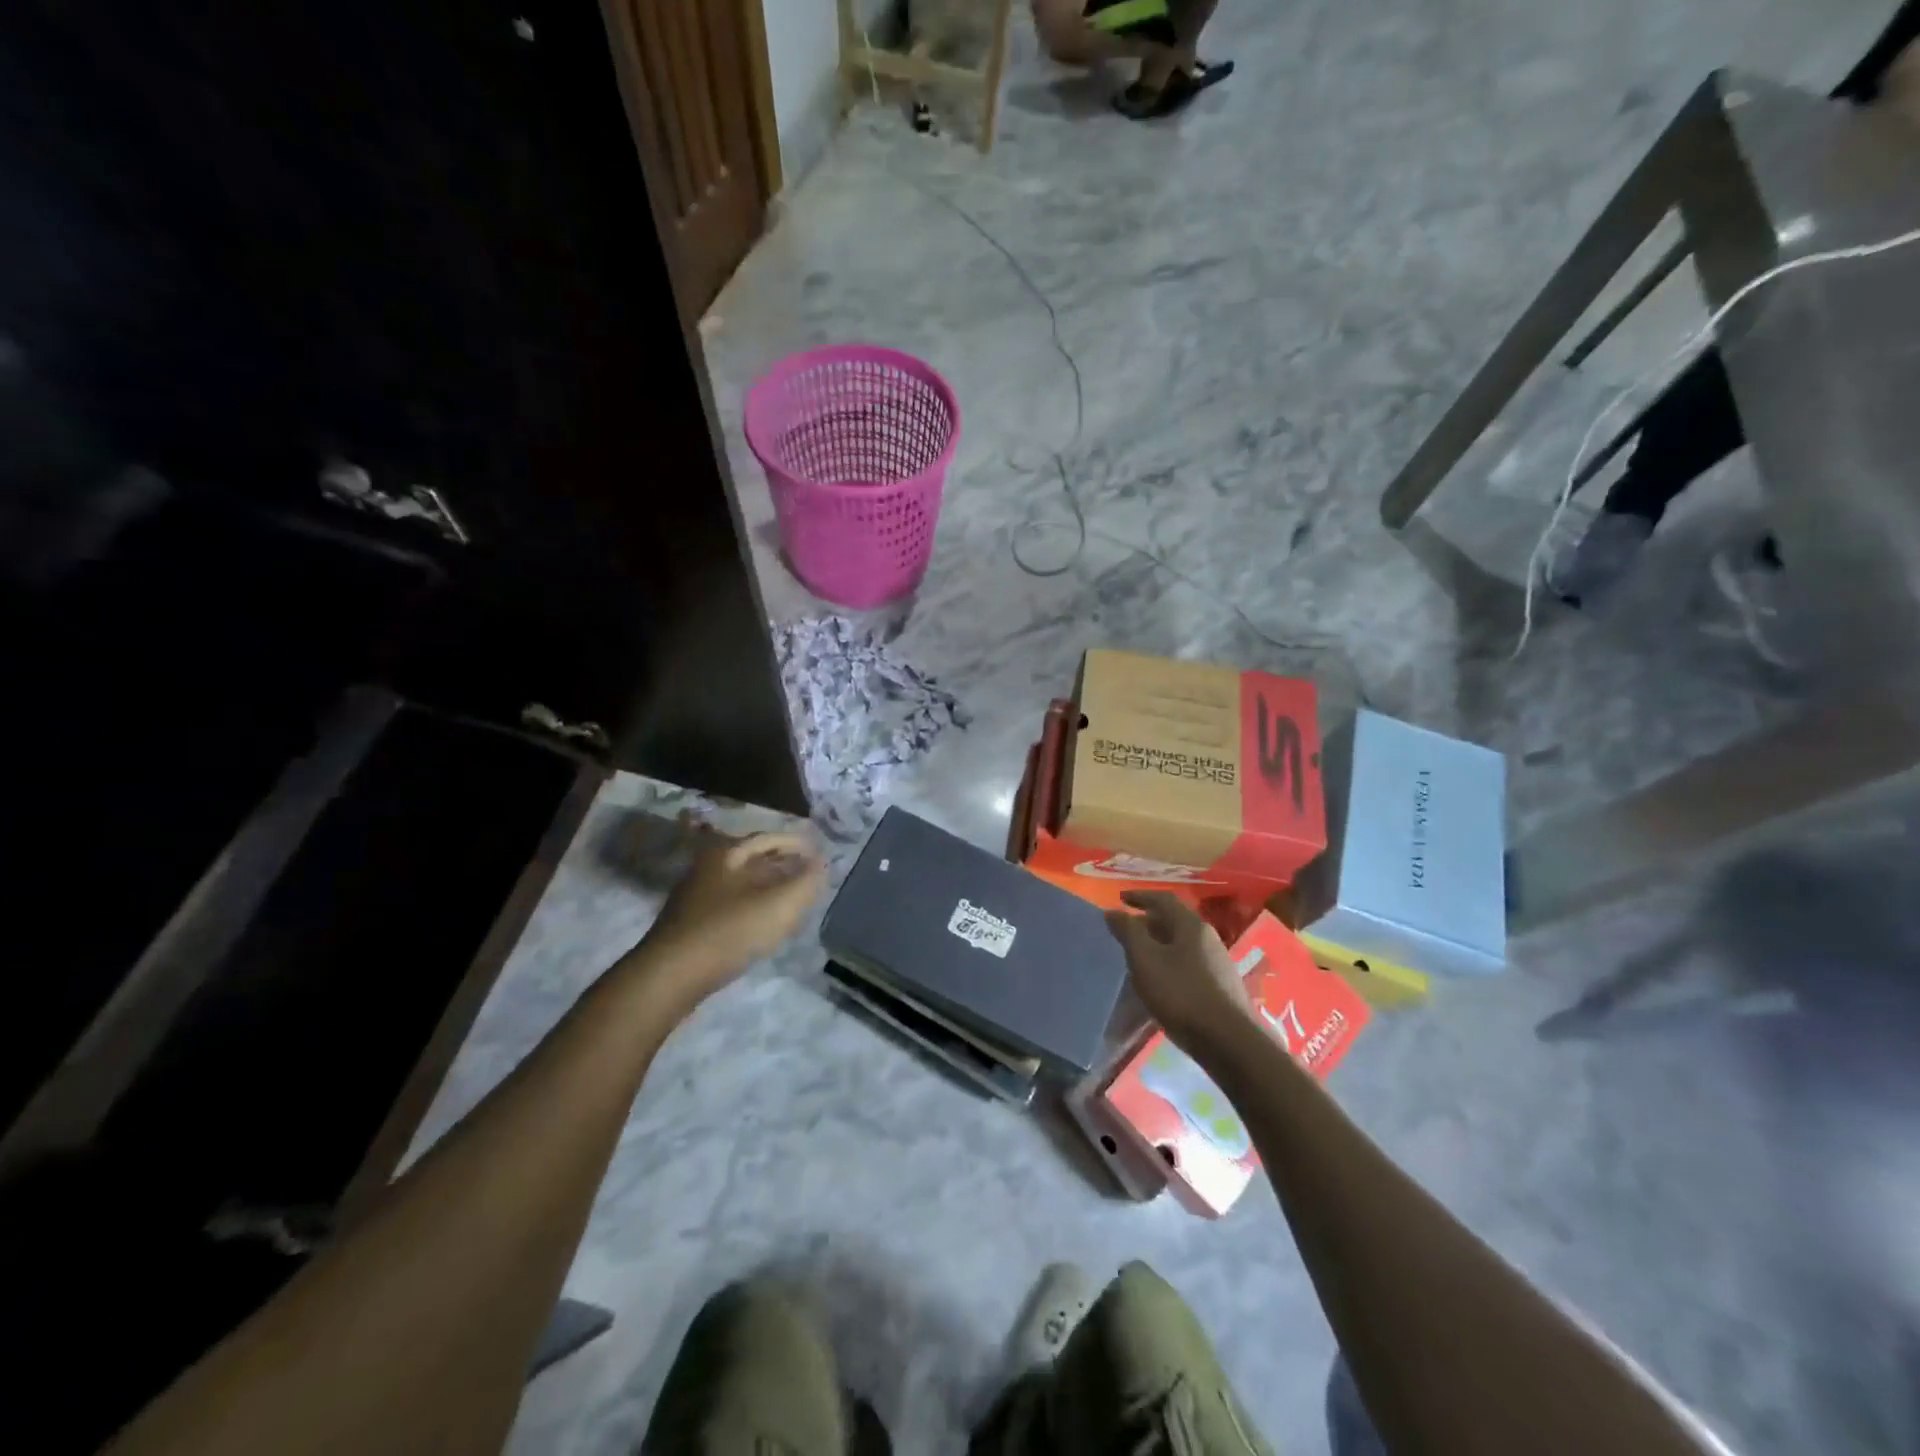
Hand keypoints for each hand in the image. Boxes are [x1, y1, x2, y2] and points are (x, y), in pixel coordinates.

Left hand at [640, 826, 826, 1005]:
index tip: (819, 853)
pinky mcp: (691, 923)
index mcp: (726, 853)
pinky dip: (753, 906)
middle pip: (752, 858)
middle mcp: (708, 867)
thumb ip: (807, 881)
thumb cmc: (728, 931)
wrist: (669, 977)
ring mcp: (696, 896)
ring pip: (741, 882)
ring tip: (792, 899)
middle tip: (808, 874)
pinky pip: (731, 904)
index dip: (797, 843)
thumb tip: (822, 863)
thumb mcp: (779, 905)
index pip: (768, 838)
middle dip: (783, 864)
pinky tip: (764, 924)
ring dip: (768, 886)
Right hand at [1103, 891, 1252, 1051]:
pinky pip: (1189, 962)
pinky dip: (1170, 961)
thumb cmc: (1182, 994)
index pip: (1163, 899)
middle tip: (1127, 931)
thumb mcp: (1145, 960)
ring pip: (1182, 943)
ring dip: (1159, 943)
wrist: (1229, 1041)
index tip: (1120, 899)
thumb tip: (1113, 910)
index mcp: (1191, 925)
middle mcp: (1208, 937)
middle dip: (1148, 921)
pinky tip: (1162, 980)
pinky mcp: (1221, 985)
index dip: (1140, 896)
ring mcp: (1218, 962)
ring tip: (1140, 956)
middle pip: (1174, 920)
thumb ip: (1129, 932)